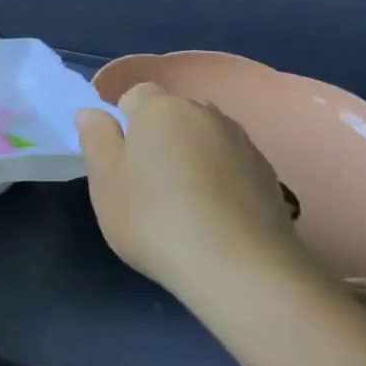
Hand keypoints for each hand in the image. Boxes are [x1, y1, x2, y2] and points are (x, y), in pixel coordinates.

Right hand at [76, 82, 314, 303]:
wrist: (241, 269)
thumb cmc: (155, 217)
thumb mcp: (105, 180)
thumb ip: (96, 138)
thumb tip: (94, 114)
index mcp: (161, 108)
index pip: (136, 96)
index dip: (125, 124)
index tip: (121, 161)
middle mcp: (205, 114)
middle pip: (173, 116)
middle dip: (160, 139)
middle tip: (147, 184)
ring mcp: (244, 145)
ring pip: (205, 141)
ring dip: (193, 159)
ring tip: (184, 205)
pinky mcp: (270, 178)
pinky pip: (233, 168)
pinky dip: (221, 182)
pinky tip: (215, 219)